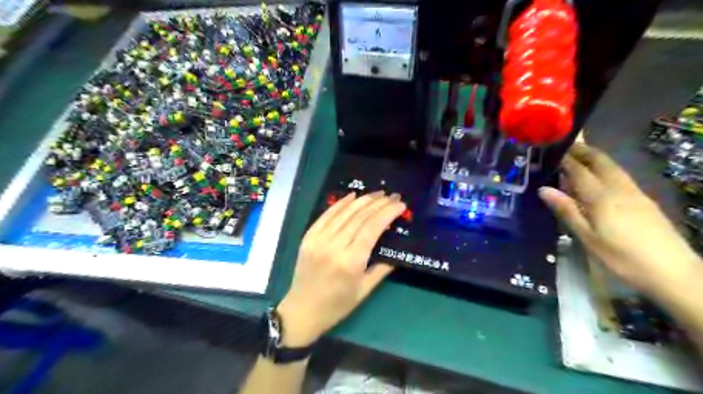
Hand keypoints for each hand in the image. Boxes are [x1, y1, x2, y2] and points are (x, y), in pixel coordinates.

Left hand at [276, 193, 406, 345]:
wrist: (302, 310)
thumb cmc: (337, 305)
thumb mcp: (364, 290)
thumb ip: (382, 268)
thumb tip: (396, 249)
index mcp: (351, 261)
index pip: (372, 228)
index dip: (387, 213)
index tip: (400, 204)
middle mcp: (334, 245)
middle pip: (360, 217)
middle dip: (379, 203)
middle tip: (393, 196)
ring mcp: (319, 239)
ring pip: (344, 212)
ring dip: (363, 200)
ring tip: (378, 193)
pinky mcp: (308, 237)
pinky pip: (327, 215)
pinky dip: (340, 203)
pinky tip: (352, 196)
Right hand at [539, 144, 699, 295]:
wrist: (674, 272)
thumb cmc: (622, 258)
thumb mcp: (588, 237)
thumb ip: (567, 211)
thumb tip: (543, 189)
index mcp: (602, 197)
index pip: (580, 171)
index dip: (565, 159)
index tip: (552, 150)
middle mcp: (620, 189)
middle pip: (601, 162)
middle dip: (584, 151)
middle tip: (566, 145)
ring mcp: (635, 193)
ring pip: (614, 167)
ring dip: (596, 158)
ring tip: (580, 156)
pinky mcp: (644, 201)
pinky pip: (621, 177)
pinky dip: (606, 170)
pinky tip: (601, 178)